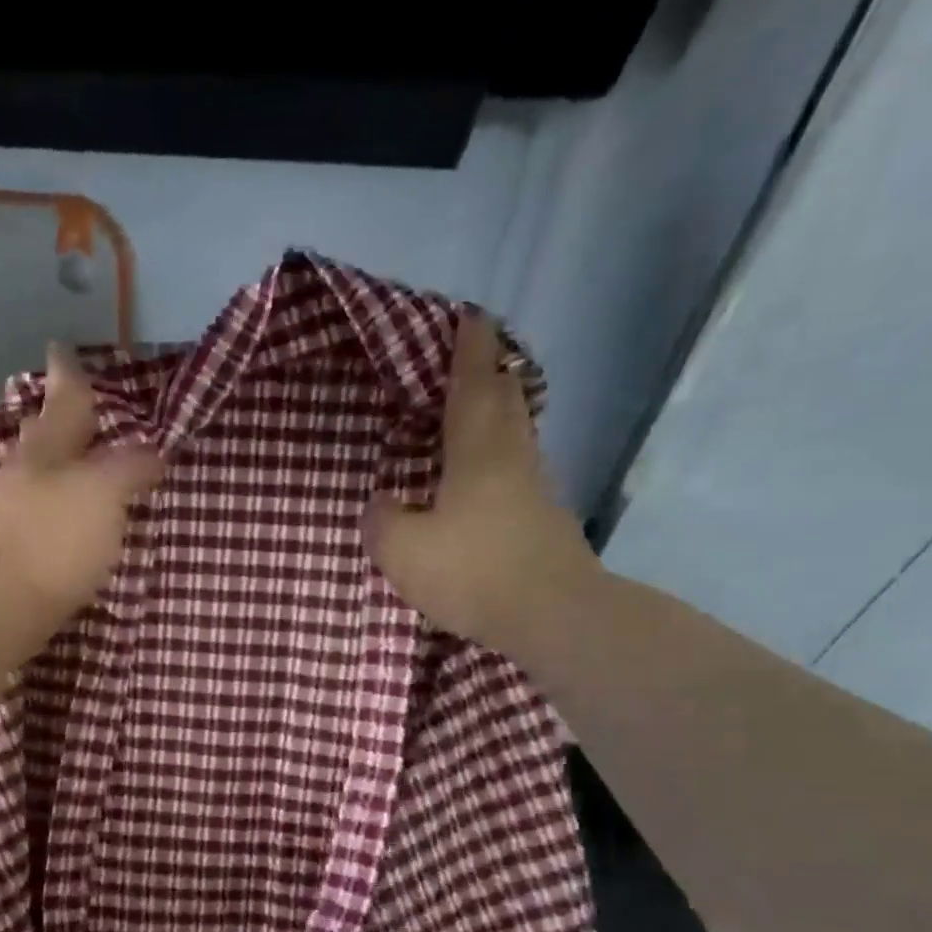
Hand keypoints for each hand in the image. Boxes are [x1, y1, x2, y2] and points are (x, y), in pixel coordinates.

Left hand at [0, 344, 163, 628]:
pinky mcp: (9, 554)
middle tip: (75, 407)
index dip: (69, 374)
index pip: (63, 399)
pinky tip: (67, 522)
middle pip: (43, 436)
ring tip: (81, 466)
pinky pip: (39, 515)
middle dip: (58, 419)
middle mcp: (22, 474)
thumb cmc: (54, 540)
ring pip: (37, 477)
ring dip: (57, 467)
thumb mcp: (104, 493)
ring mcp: (9, 515)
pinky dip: (55, 508)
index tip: (62, 348)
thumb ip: (130, 467)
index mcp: (45, 449)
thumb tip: (152, 451)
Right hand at [365, 314, 598, 650]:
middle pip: (506, 400)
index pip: (473, 386)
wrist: (550, 614)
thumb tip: (381, 501)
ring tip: (478, 408)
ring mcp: (535, 490)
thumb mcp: (404, 550)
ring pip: (517, 434)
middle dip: (491, 372)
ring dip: (500, 412)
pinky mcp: (544, 520)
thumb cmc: (472, 571)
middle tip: (477, 354)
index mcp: (478, 452)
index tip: (470, 317)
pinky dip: (501, 455)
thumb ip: (384, 520)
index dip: (469, 351)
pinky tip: (485, 475)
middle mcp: (512, 458)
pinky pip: (517, 469)